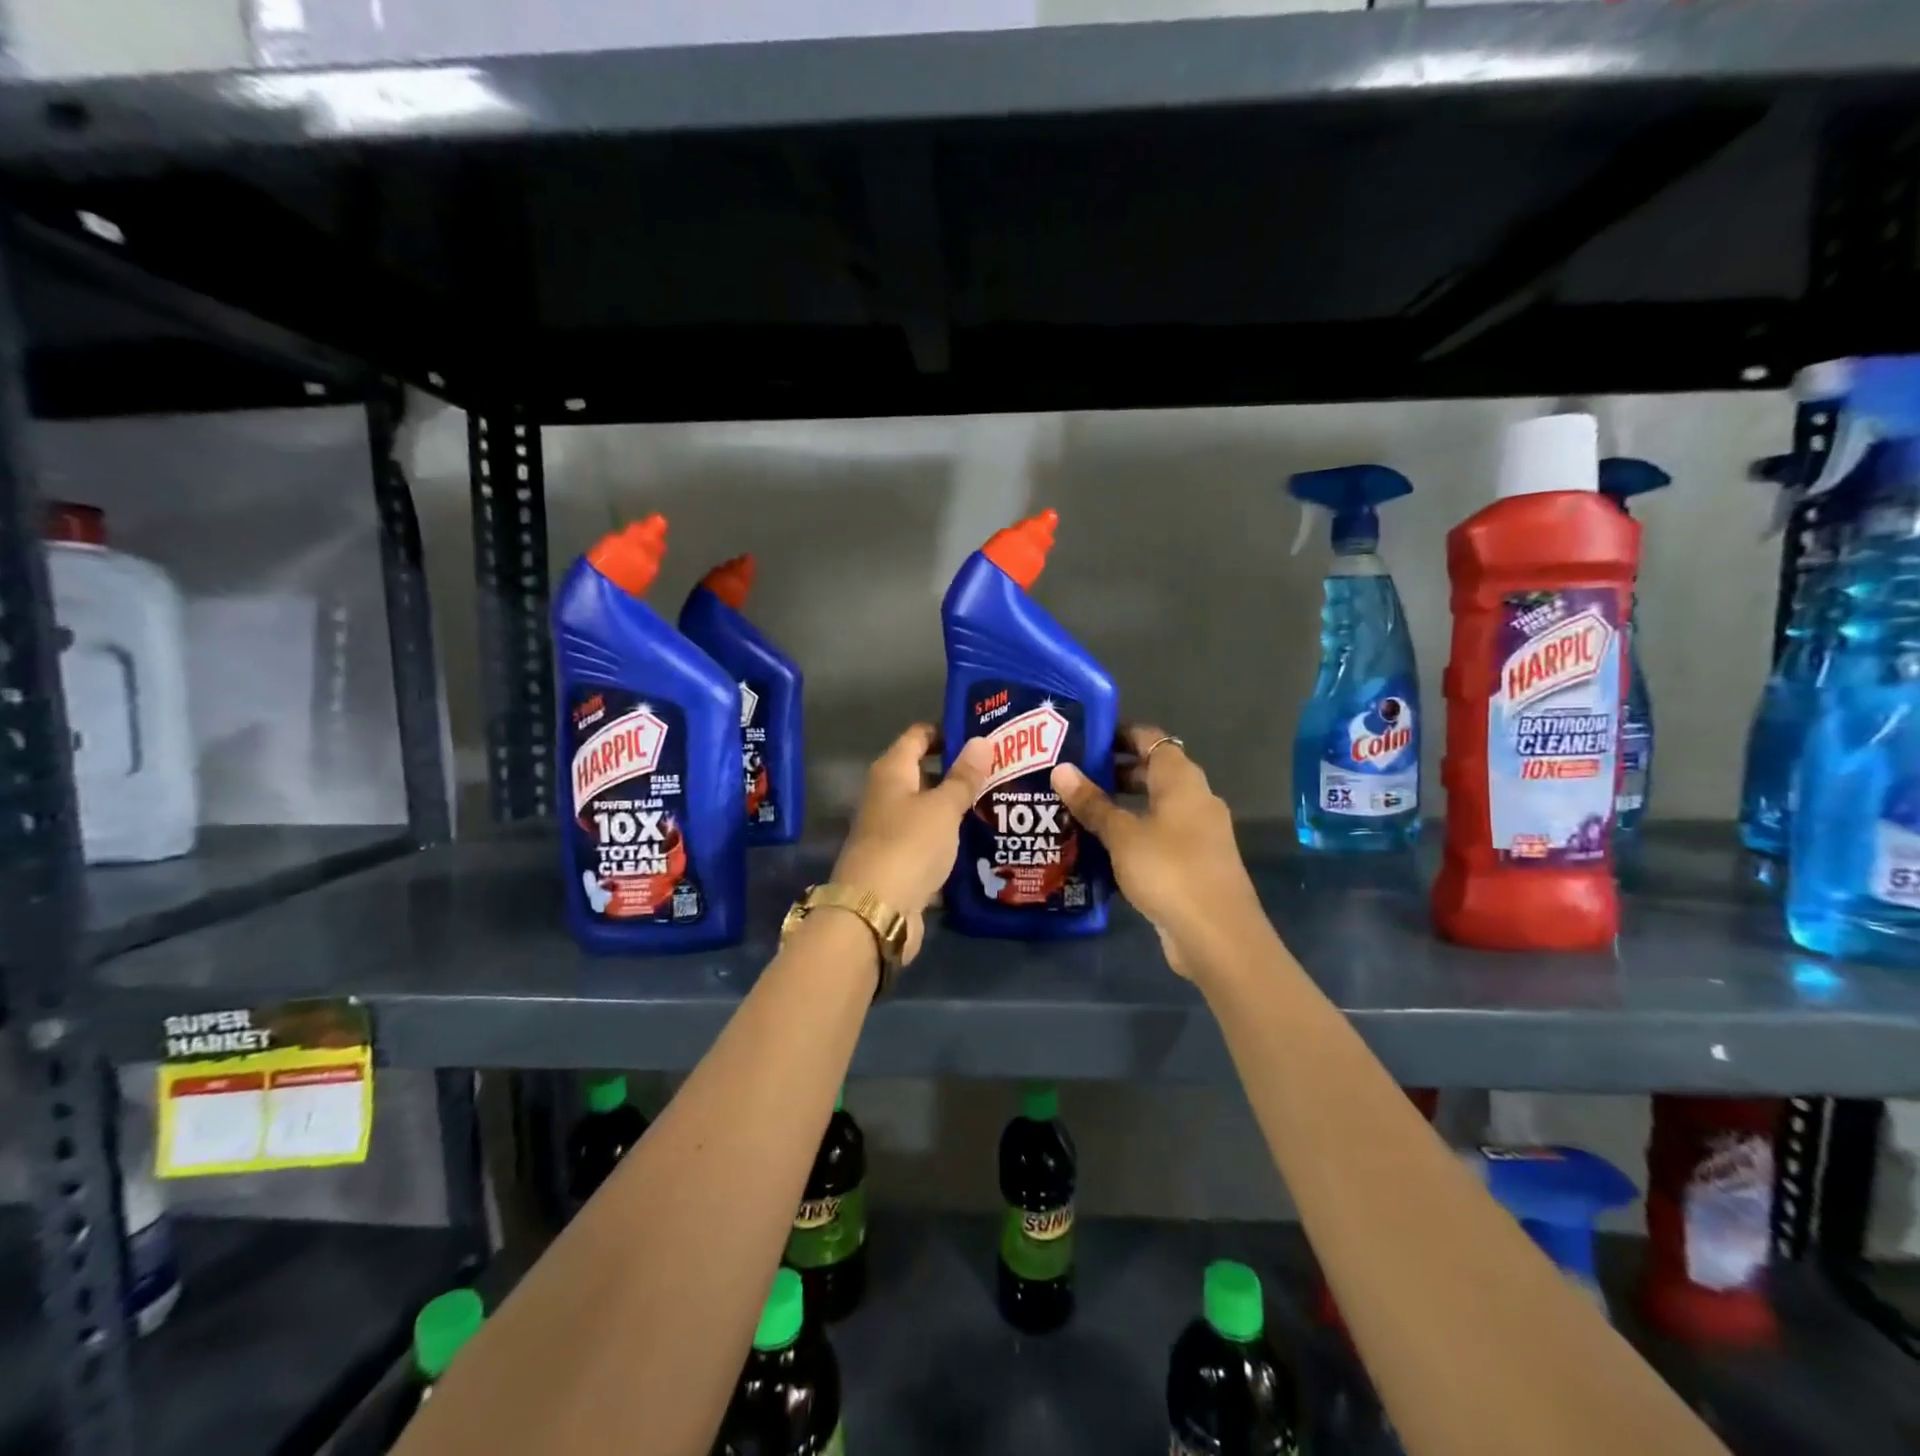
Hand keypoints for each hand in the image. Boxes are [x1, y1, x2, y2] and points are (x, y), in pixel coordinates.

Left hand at [830, 723, 991, 964]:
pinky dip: (951, 837)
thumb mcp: (943, 808)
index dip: (947, 730)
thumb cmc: (909, 846)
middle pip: (924, 772)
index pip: (919, 735)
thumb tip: (982, 740)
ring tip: (1000, 801)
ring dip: (958, 806)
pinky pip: (930, 839)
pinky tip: (982, 839)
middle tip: (1002, 768)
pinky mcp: (900, 860)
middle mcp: (887, 795)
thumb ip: (964, 777)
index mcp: (892, 772)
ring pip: (929, 808)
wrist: (876, 911)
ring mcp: (891, 829)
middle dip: (960, 771)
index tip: (983, 734)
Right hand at [1050, 725, 1265, 979]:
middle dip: (1114, 771)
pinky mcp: (1194, 862)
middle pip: (1152, 771)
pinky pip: (1159, 834)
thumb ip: (1092, 803)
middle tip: (1071, 776)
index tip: (1083, 739)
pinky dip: (1133, 833)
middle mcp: (1195, 798)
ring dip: (1121, 805)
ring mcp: (1198, 832)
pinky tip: (1101, 847)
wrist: (1217, 935)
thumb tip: (1061, 769)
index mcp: (1182, 780)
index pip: (1150, 739)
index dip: (1119, 734)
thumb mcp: (1122, 835)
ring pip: (1154, 806)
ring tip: (1078, 810)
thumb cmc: (1169, 870)